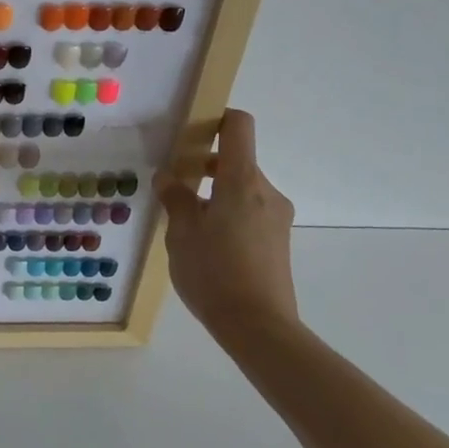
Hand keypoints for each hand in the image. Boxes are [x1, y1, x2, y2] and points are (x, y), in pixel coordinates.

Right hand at [155, 109, 298, 341]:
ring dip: (215, 194)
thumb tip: (169, 177)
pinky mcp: (278, 241)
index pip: (238, 126)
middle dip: (204, 167)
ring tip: (186, 222)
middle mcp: (266, 192)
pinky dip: (227, 214)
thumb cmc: (214, 272)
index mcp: (241, 181)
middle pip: (236, 160)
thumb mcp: (181, 232)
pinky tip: (206, 244)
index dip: (216, 119)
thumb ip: (175, 197)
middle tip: (174, 185)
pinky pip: (249, 212)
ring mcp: (277, 218)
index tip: (191, 132)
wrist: (259, 328)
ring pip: (241, 189)